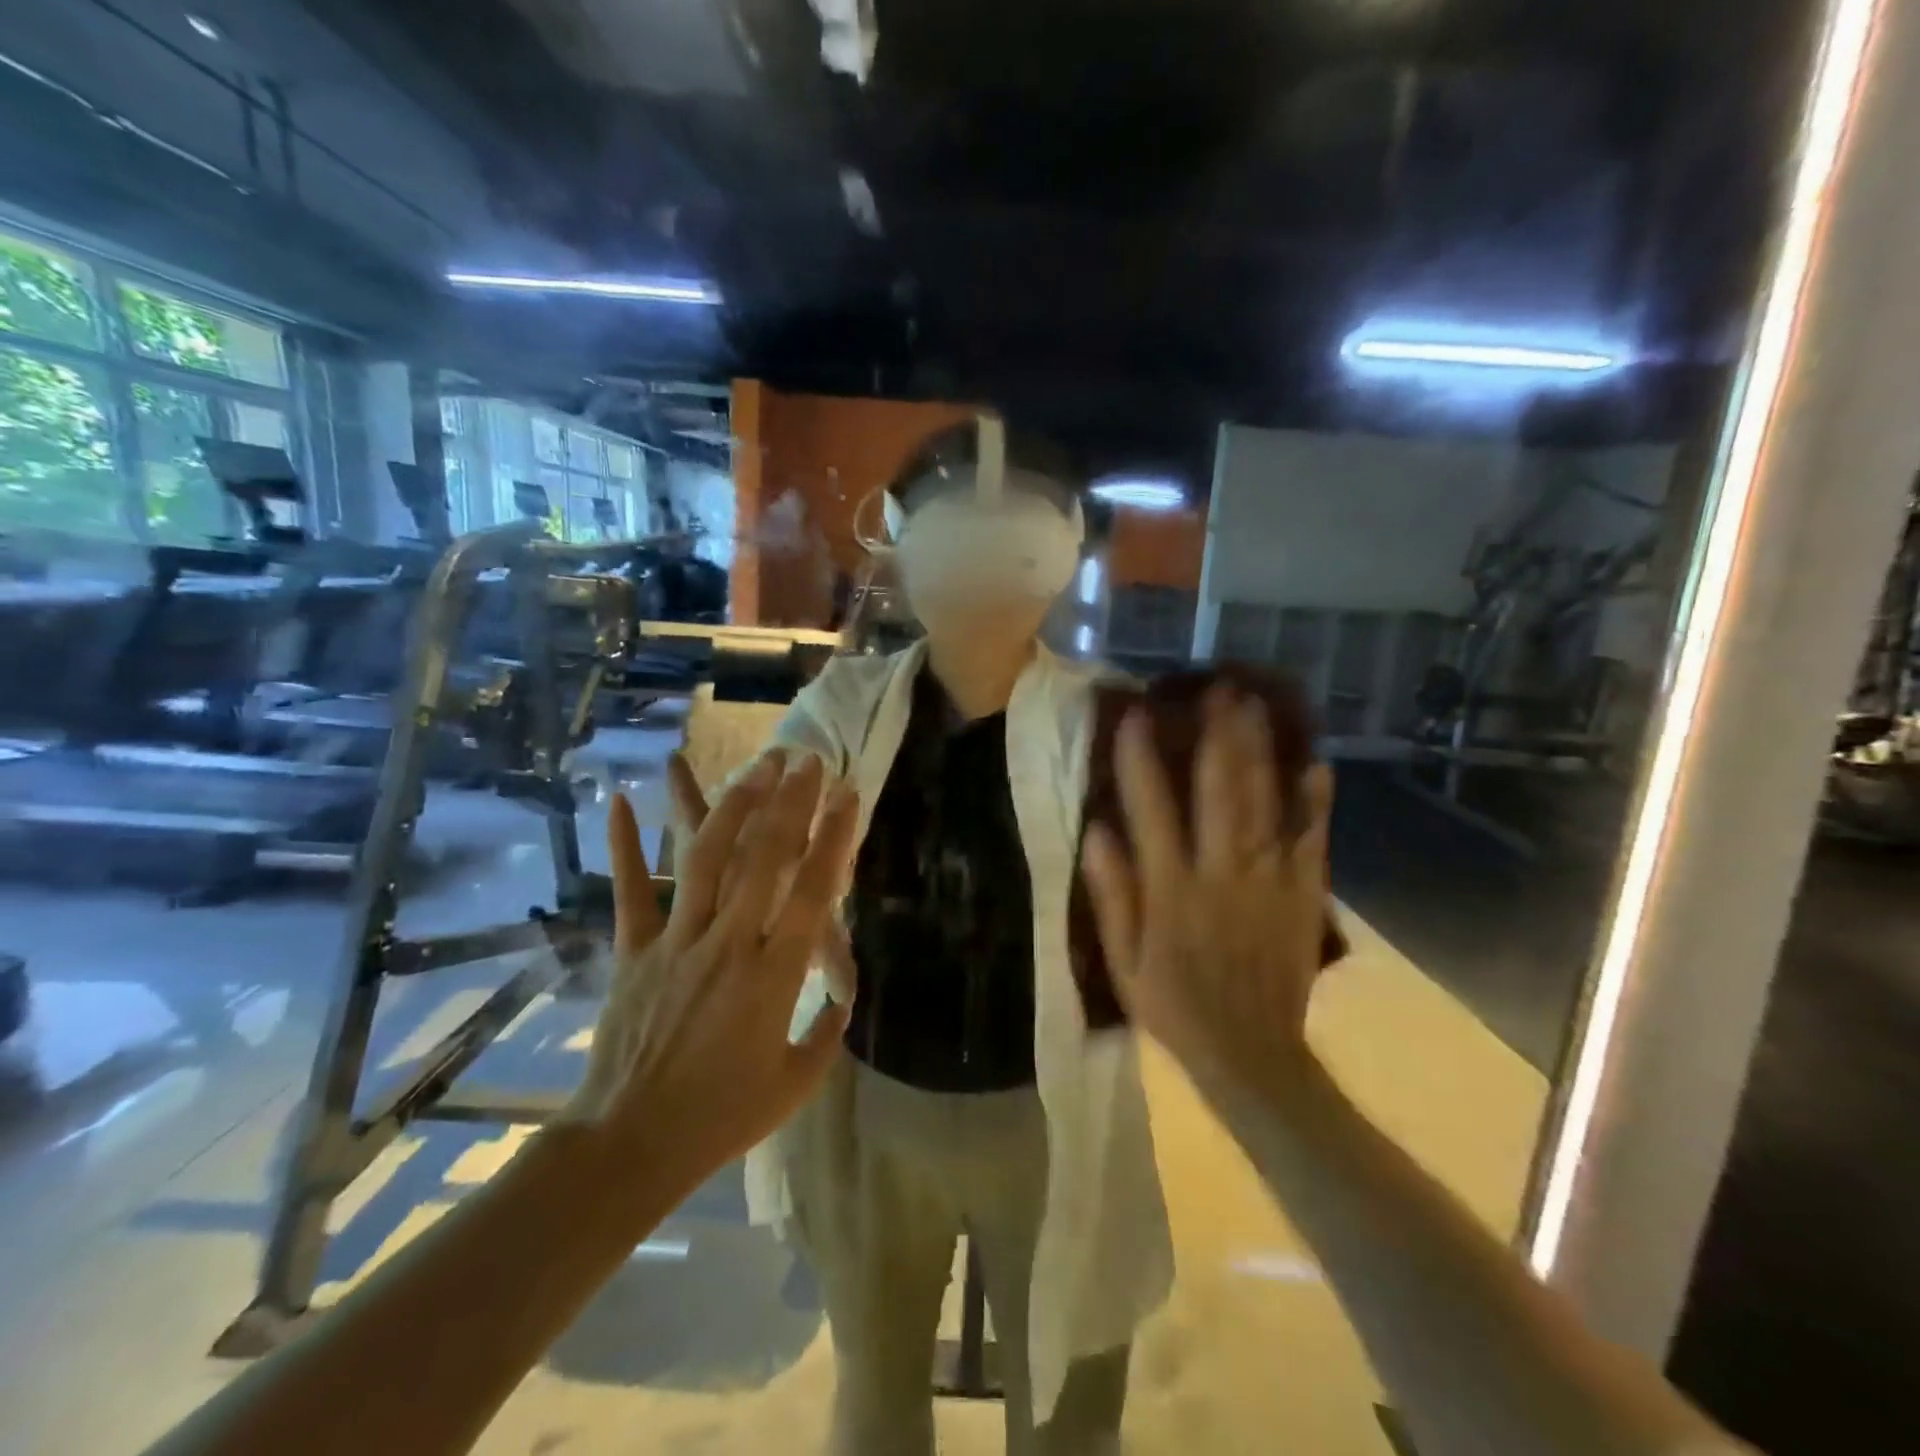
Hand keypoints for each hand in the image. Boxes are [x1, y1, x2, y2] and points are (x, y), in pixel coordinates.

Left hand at [571, 751, 858, 1187]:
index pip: (813, 891)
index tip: (847, 796)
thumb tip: (844, 1000)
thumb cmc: (722, 1118)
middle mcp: (728, 944)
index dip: (833, 838)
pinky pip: (631, 891)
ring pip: (706, 860)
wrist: (629, 1145)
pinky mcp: (633, 950)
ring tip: (755, 767)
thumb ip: (827, 1034)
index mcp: (773, 976)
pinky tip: (620, 799)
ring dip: (733, 806)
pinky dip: (623, 845)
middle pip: (764, 858)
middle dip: (790, 802)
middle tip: (806, 760)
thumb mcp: (795, 1083)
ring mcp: (676, 942)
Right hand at [1080, 685, 1333, 1103]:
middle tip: (1217, 687)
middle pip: (1220, 791)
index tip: (1134, 716)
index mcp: (1172, 889)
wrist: (1252, 1057)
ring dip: (1259, 750)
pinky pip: (1311, 838)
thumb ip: (1112, 896)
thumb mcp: (1123, 962)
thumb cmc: (1175, 1008)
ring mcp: (1270, 880)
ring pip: (1264, 802)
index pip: (1152, 809)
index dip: (1140, 759)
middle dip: (1217, 735)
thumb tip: (1096, 831)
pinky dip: (1314, 800)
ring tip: (1254, 704)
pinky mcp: (1304, 894)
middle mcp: (1221, 873)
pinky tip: (1315, 762)